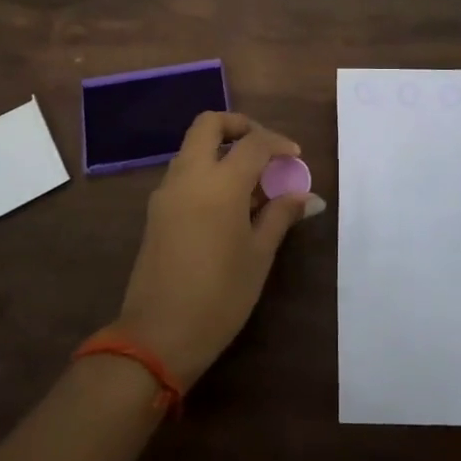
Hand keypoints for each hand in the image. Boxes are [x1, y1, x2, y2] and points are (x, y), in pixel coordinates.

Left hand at [116, 111, 323, 385]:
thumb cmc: (219, 296)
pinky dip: (206, 170)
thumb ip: (280, 216)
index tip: (295, 158)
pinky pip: (183, 172)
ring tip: (250, 181)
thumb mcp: (258, 256)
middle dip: (238, 126)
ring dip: (221, 148)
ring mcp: (167, 191)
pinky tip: (227, 202)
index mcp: (220, 183)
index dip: (278, 143)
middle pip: (209, 124)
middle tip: (263, 149)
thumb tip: (305, 196)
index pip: (253, 143)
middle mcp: (189, 176)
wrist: (157, 335)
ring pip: (193, 147)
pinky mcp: (156, 210)